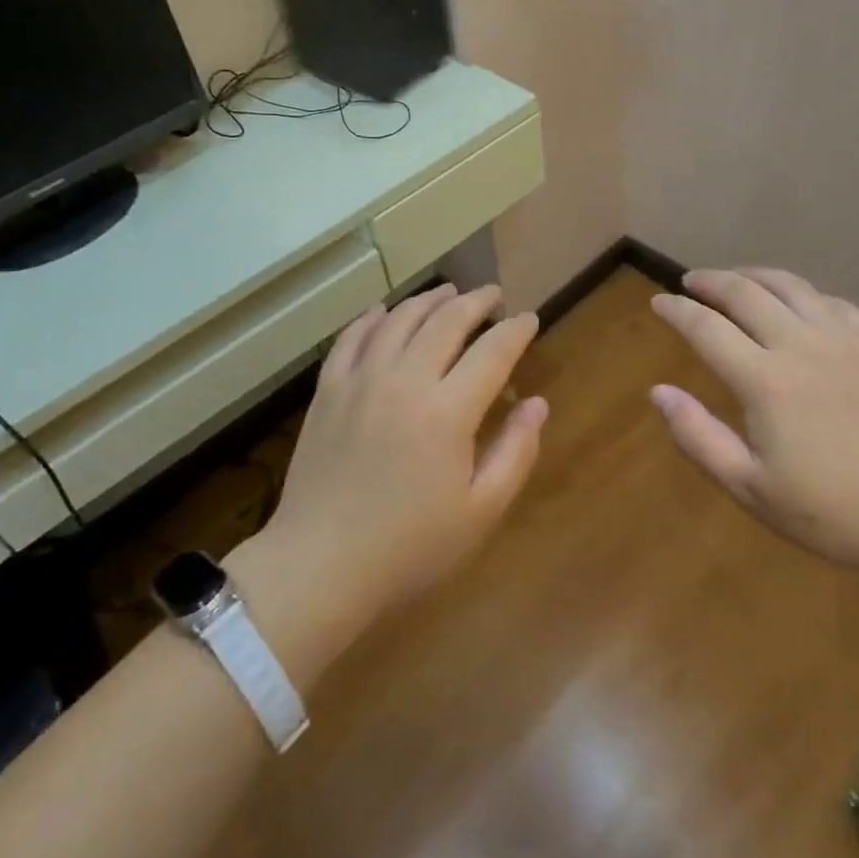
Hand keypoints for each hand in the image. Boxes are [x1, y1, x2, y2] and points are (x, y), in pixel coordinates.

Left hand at [259, 284, 548, 630]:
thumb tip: (538, 403)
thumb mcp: (480, 512)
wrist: (320, 564)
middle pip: (446, 321)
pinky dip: (372, 317)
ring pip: (400, 319)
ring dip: (429, 300)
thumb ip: (515, 452)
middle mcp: (405, 379)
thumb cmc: (409, 548)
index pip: (492, 351)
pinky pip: (352, 337)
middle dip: (476, 302)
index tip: (529, 319)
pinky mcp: (329, 389)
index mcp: (447, 411)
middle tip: (493, 295)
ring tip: (449, 292)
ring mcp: (361, 379)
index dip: (515, 330)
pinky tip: (383, 311)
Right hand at [649, 268, 858, 584]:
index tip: (658, 302)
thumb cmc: (837, 514)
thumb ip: (699, 437)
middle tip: (690, 281)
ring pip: (789, 285)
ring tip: (735, 278)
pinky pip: (831, 300)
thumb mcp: (752, 489)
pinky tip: (798, 303)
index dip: (677, 310)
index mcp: (765, 380)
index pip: (706, 327)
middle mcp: (801, 344)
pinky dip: (802, 293)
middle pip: (744, 292)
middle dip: (709, 281)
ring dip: (753, 275)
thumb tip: (658, 392)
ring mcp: (846, 339)